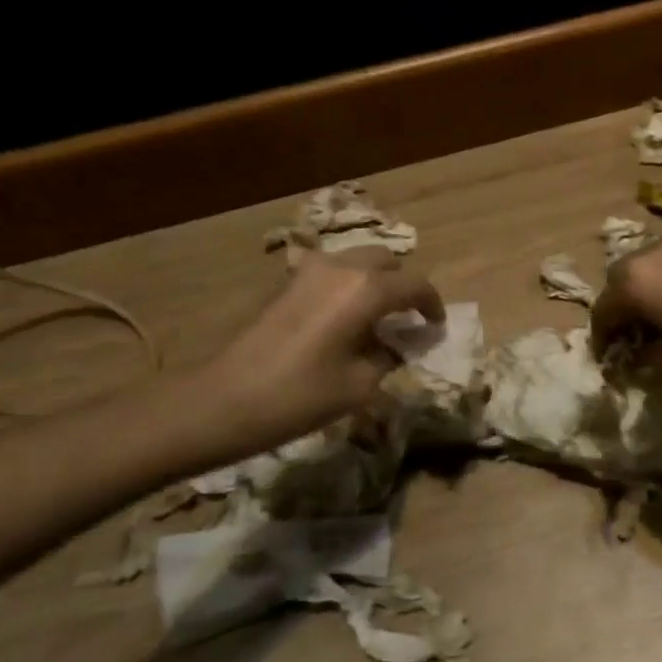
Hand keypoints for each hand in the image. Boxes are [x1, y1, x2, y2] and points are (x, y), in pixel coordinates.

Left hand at [198, 248, 445, 448]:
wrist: (225, 400)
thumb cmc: (300, 396)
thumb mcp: (359, 385)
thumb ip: (389, 356)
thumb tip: (399, 345)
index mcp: (366, 290)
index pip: (415, 285)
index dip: (432, 305)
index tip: (436, 326)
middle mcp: (341, 267)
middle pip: (386, 261)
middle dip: (403, 285)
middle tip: (407, 318)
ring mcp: (310, 270)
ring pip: (357, 261)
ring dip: (375, 282)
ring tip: (377, 318)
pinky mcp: (287, 282)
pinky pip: (332, 272)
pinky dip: (349, 286)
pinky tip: (344, 320)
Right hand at [592, 236, 661, 400]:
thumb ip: (647, 359)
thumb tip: (637, 356)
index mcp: (638, 280)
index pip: (604, 310)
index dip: (603, 340)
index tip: (611, 365)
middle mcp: (655, 252)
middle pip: (622, 281)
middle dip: (622, 311)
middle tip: (634, 346)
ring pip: (649, 270)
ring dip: (646, 297)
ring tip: (661, 332)